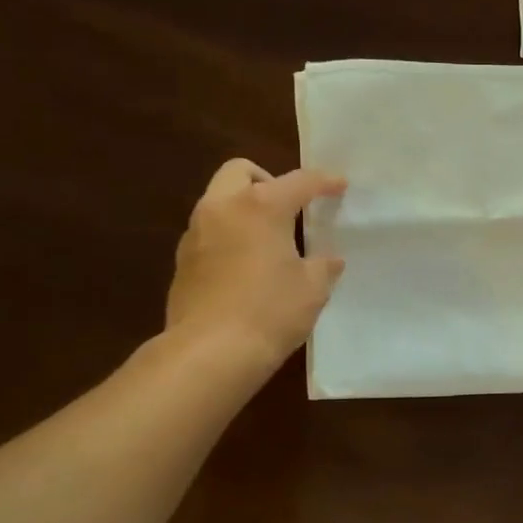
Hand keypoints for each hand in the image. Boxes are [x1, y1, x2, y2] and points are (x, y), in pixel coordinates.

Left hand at [165, 159, 346, 367]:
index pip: (299, 182)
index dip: (324, 181)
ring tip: (268, 240)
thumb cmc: (271, 312)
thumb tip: (328, 260)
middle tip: (288, 207)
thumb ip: (323, 265)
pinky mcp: (183, 261)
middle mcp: (223, 208)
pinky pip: (209, 232)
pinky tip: (246, 267)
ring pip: (219, 200)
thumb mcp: (312, 288)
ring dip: (244, 208)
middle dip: (266, 179)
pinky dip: (229, 236)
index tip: (340, 185)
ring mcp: (196, 233)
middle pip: (240, 171)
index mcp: (261, 206)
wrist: (210, 352)